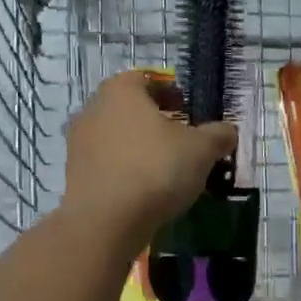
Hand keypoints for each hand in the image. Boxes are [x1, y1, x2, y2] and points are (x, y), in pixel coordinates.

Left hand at [63, 71, 237, 238]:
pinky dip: (124, 171)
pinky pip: (106, 165)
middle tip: (180, 139)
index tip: (188, 110)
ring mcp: (78, 144)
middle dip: (153, 120)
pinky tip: (144, 190)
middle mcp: (92, 110)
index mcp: (120, 91)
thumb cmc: (156, 169)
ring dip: (138, 147)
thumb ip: (218, 135)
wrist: (106, 222)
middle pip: (128, 108)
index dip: (169, 92)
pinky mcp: (73, 176)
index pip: (145, 79)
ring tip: (164, 168)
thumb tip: (227, 131)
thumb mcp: (201, 149)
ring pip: (115, 137)